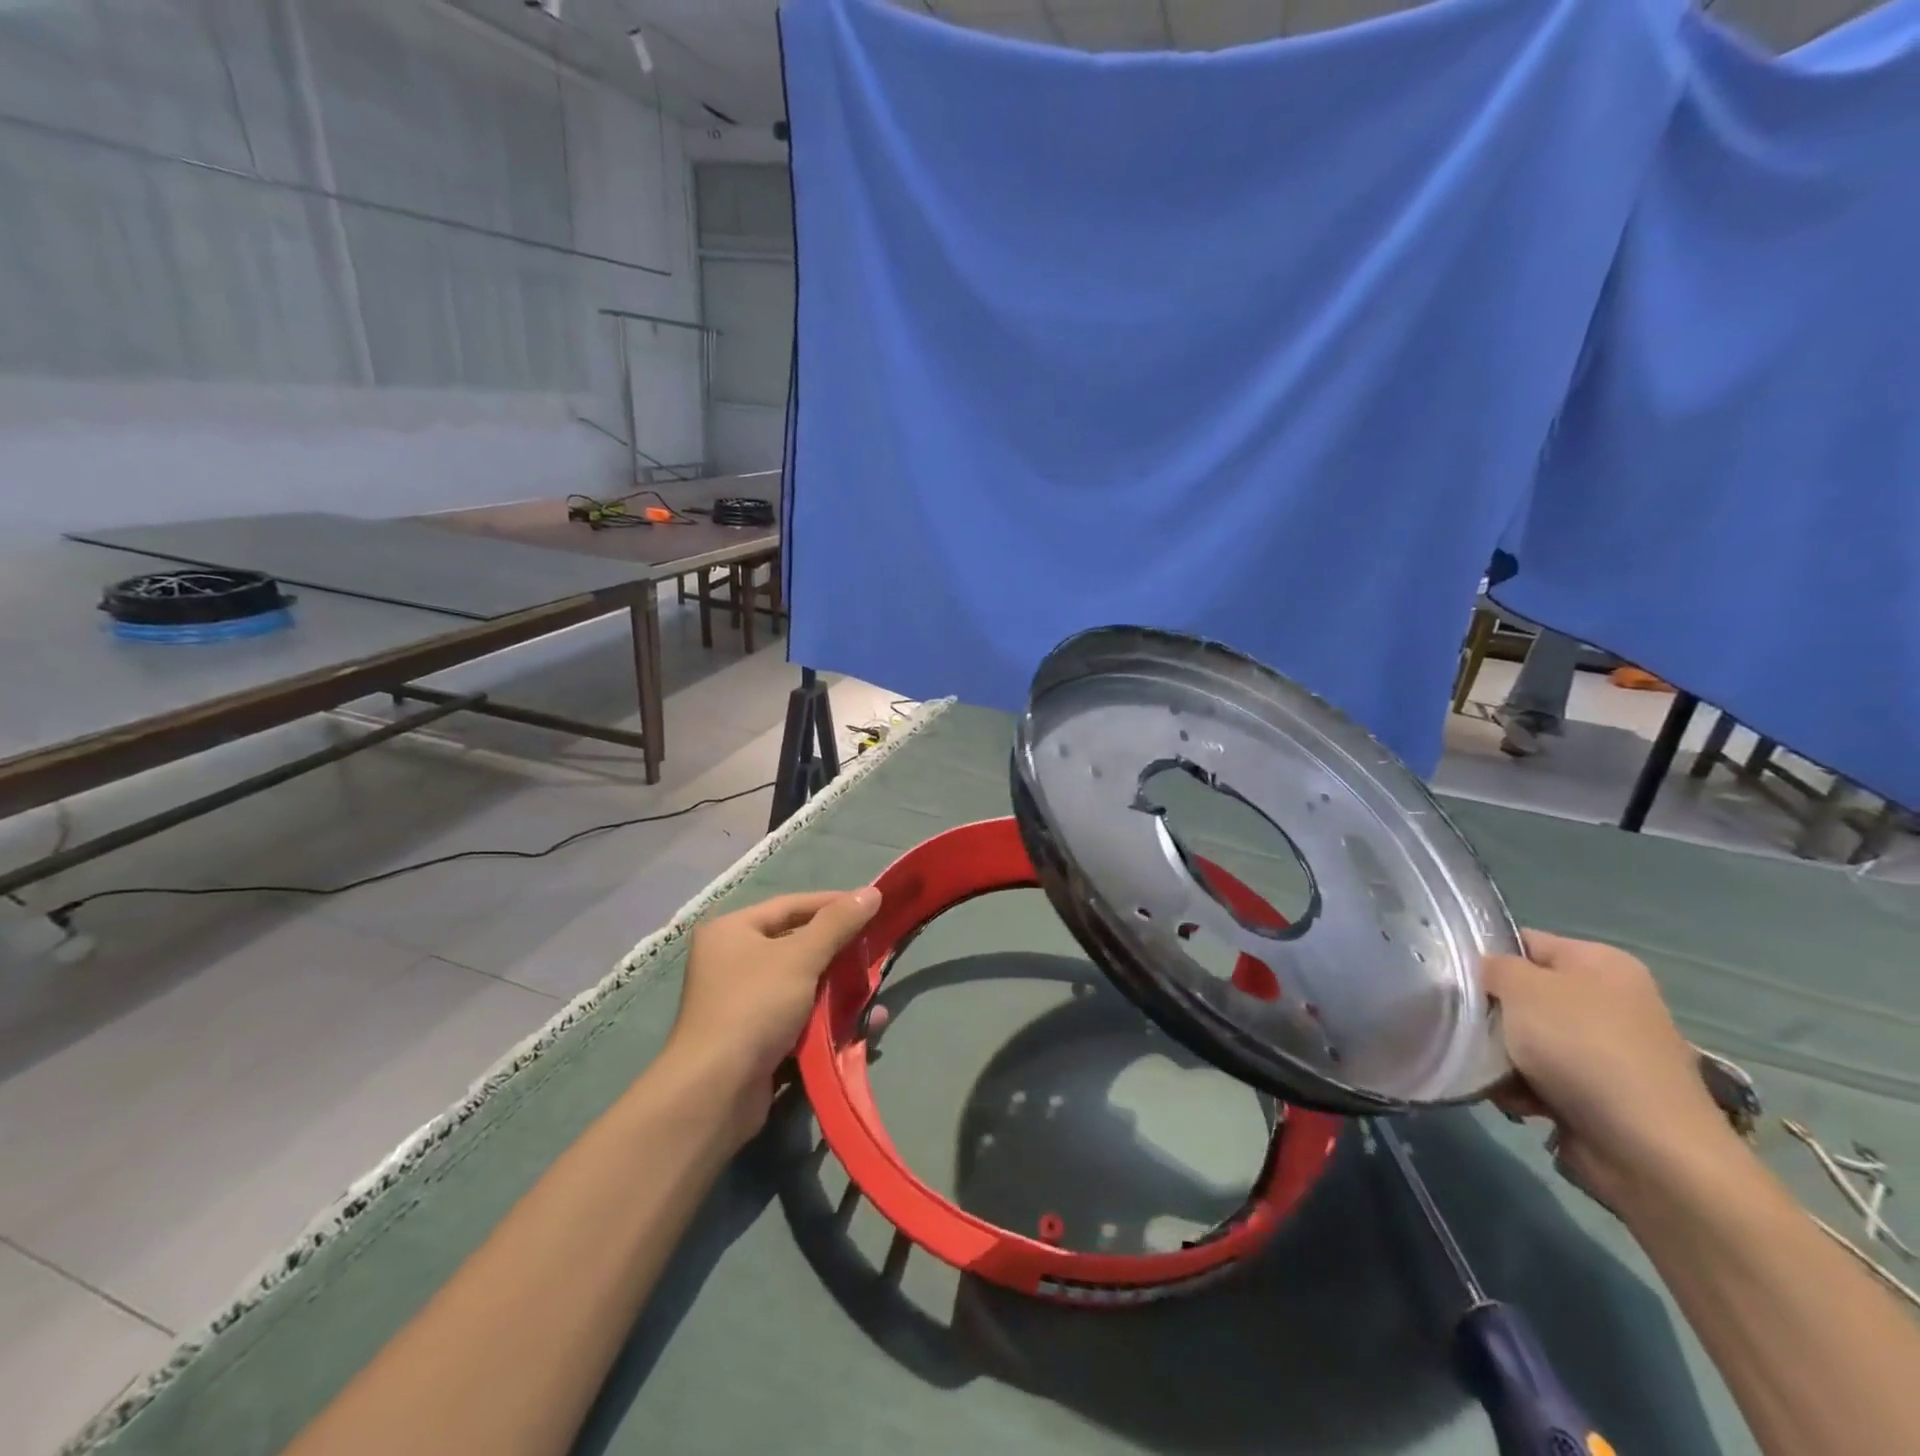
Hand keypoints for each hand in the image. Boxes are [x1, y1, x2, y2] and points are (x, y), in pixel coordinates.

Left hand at [663, 888, 880, 1140]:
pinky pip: (801, 1019)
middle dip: (840, 952)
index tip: (873, 907)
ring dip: (840, 990)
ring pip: (804, 985)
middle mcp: (733, 962)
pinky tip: (864, 1026)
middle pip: (798, 945)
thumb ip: (838, 923)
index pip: (791, 905)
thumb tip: (872, 891)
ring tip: (874, 993)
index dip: (832, 904)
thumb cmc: (754, 1007)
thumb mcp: (800, 957)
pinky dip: (830, 1020)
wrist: (715, 1093)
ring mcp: (743, 1004)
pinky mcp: (756, 1040)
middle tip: (876, 952)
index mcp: (732, 931)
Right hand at [1485, 930, 1738, 1211]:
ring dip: (1502, 1057)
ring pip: (1527, 1039)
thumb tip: (1487, 973)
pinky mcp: (1602, 1094)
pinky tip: (1519, 1103)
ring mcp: (1609, 1050)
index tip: (1455, 980)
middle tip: (1470, 1029)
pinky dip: (1523, 1089)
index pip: (1524, 943)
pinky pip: (1543, 1078)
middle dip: (1493, 1015)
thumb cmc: (1582, 1049)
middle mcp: (1610, 1000)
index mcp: (1601, 963)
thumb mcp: (1522, 987)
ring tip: (1494, 1074)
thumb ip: (1493, 966)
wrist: (1649, 1150)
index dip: (1486, 958)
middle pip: (1523, 995)